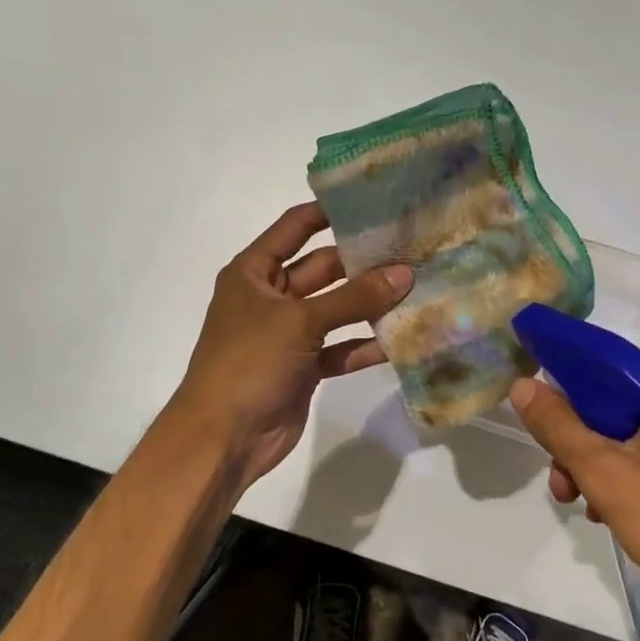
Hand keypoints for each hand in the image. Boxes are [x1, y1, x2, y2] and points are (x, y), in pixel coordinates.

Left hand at [173, 202, 412, 490]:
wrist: (223, 438)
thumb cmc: (249, 362)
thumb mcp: (300, 321)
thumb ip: (354, 297)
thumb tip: (405, 273)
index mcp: (254, 272)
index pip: (294, 228)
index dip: (329, 213)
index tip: (374, 202)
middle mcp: (270, 297)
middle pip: (322, 269)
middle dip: (362, 263)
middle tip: (411, 249)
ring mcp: (288, 334)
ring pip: (335, 310)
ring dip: (369, 304)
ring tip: (416, 288)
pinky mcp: (304, 367)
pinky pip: (339, 347)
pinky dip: (364, 344)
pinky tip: (401, 339)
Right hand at [509, 354, 639, 620]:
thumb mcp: (607, 475)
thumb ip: (559, 428)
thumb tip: (522, 385)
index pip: (606, 370)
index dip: (568, 402)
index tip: (550, 443)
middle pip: (623, 404)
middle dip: (587, 446)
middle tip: (565, 487)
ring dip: (609, 463)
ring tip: (590, 508)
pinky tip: (624, 509)